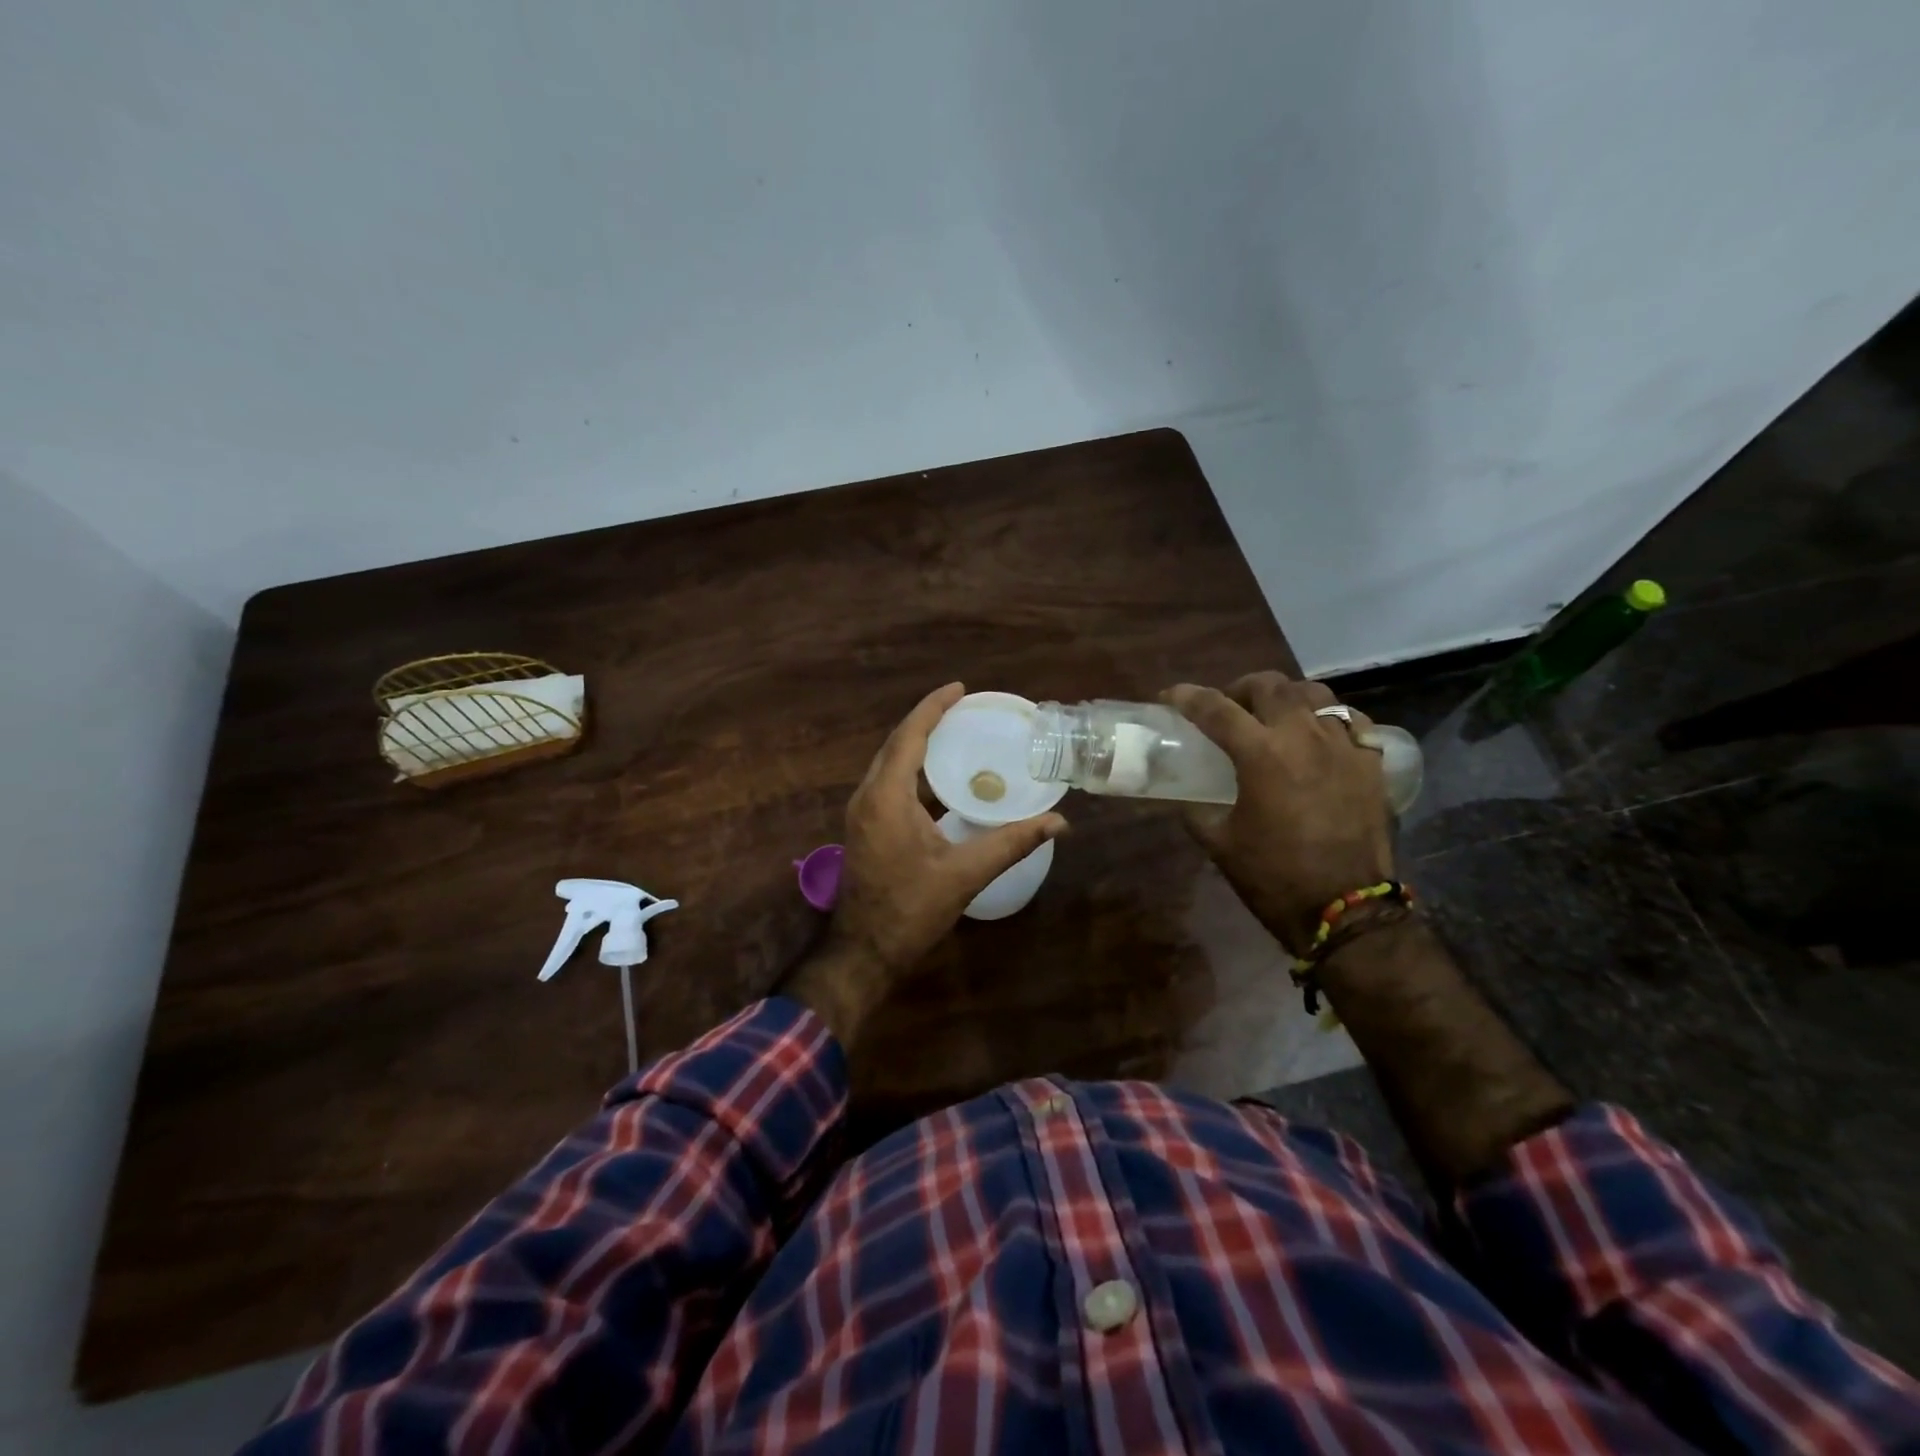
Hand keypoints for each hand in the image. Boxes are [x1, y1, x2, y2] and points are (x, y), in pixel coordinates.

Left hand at [781, 684, 1066, 1049]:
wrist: (864, 951)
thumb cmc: (910, 910)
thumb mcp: (965, 874)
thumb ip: (1011, 843)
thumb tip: (1058, 823)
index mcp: (886, 797)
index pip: (909, 736)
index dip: (933, 708)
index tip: (960, 689)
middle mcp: (867, 795)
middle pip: (896, 743)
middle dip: (927, 720)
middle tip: (964, 707)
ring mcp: (862, 812)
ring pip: (890, 763)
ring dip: (918, 744)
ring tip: (955, 733)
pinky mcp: (865, 827)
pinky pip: (889, 782)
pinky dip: (913, 769)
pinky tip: (941, 778)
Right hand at [1165, 672, 1392, 954]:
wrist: (1345, 911)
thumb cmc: (1274, 877)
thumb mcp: (1220, 844)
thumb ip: (1196, 811)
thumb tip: (1185, 797)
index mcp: (1260, 755)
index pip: (1215, 709)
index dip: (1188, 697)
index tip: (1171, 696)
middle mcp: (1303, 737)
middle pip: (1269, 685)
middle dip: (1240, 688)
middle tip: (1228, 708)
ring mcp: (1343, 746)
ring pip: (1314, 694)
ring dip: (1286, 697)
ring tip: (1275, 716)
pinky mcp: (1371, 763)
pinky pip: (1351, 721)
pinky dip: (1329, 719)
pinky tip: (1319, 736)